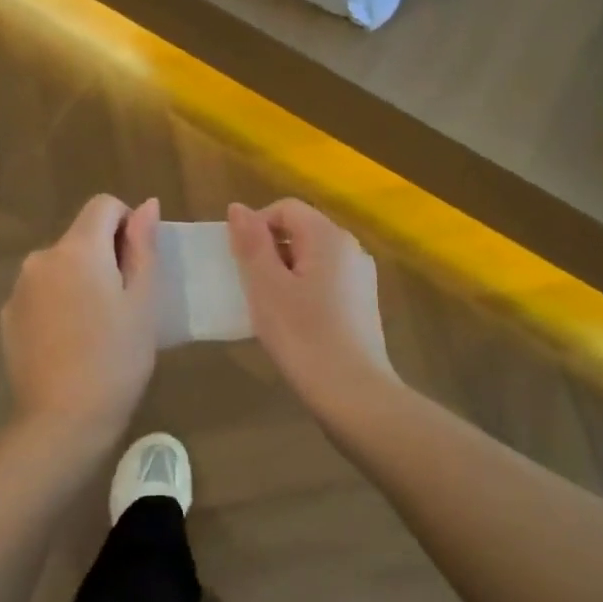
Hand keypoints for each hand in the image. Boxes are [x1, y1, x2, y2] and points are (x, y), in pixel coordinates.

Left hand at [0, 195, 160, 445]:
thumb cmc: (116, 359)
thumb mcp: (143, 302)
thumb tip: (147, 205)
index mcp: (77, 249)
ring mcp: (19, 288)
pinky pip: (41, 293)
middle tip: (124, 305)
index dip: (127, 224)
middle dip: (105, 256)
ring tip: (97, 327)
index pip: (103, 205)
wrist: (62, 420)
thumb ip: (143, 246)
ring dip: (80, 280)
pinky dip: (58, 303)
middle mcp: (41, 258)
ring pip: (60, 266)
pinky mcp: (8, 316)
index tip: (137, 264)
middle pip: (81, 237)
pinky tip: (70, 342)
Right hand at [227, 199, 393, 409]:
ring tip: (270, 308)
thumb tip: (238, 207)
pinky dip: (304, 290)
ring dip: (285, 273)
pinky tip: (295, 323)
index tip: (240, 262)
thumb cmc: (303, 336)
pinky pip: (326, 280)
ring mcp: (361, 277)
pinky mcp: (364, 303)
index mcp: (329, 236)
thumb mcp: (266, 286)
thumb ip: (251, 242)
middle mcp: (351, 248)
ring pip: (313, 258)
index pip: (285, 208)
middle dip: (270, 251)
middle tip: (251, 287)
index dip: (256, 227)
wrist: (354, 394)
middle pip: (301, 230)